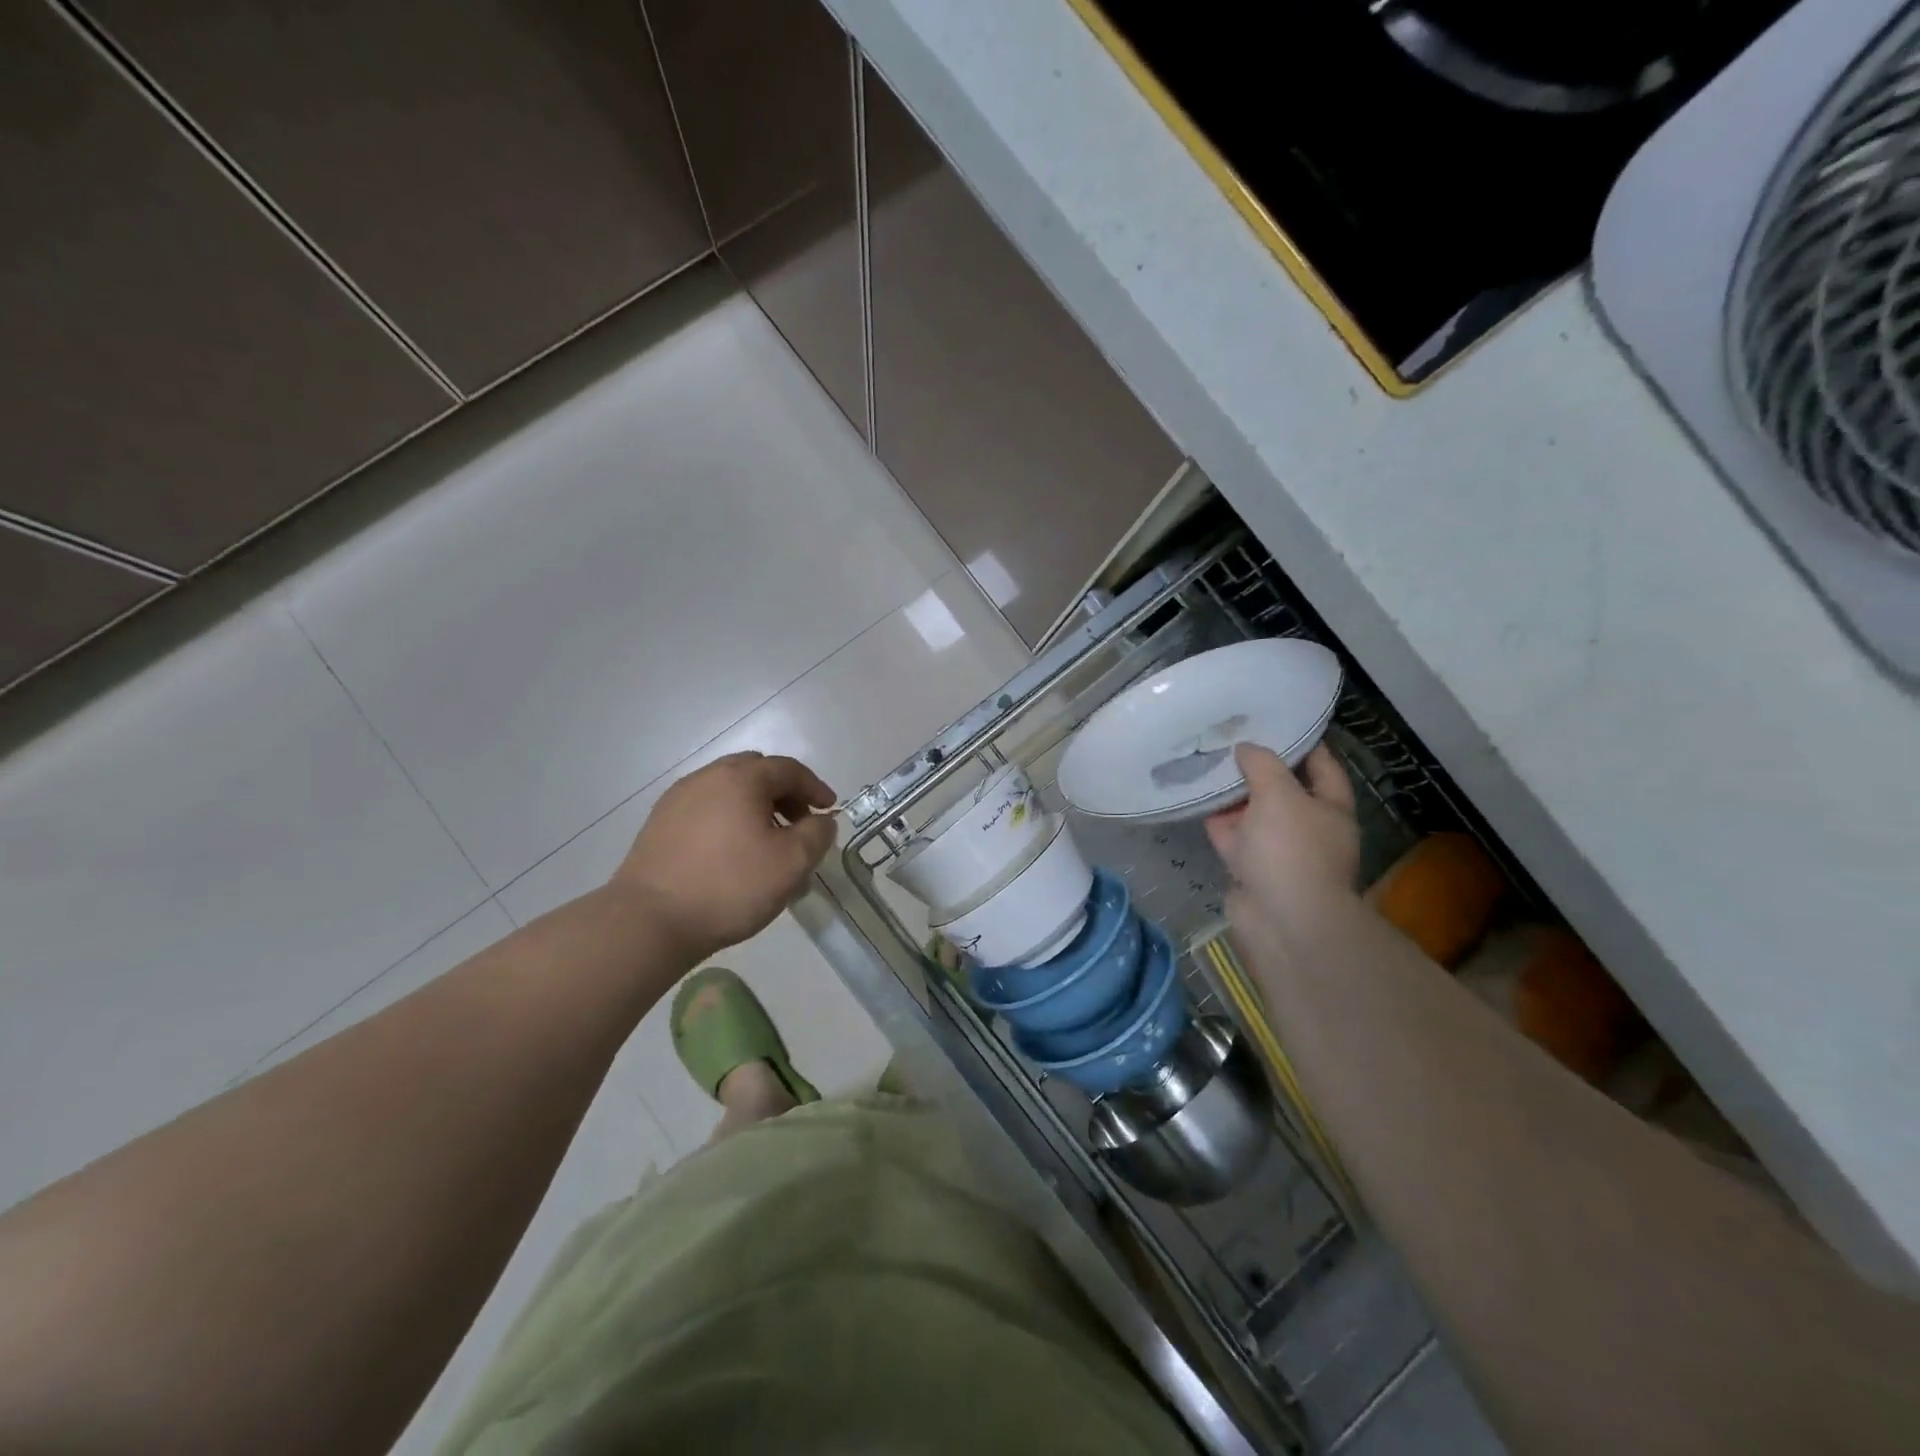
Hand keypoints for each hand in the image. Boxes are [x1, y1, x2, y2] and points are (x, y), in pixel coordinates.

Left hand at [614, 752, 836, 962]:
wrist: (650, 921)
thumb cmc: (730, 886)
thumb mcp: (792, 863)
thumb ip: (817, 834)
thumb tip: (821, 820)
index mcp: (741, 777)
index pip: (789, 769)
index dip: (815, 788)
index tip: (830, 810)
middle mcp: (707, 777)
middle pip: (756, 772)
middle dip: (784, 794)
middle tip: (799, 824)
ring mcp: (678, 799)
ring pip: (729, 791)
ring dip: (755, 807)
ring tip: (767, 843)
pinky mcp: (659, 824)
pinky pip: (706, 809)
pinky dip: (729, 820)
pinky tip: (732, 853)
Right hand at [1207, 743, 1360, 958]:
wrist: (1281, 918)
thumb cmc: (1292, 849)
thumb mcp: (1279, 793)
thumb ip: (1261, 763)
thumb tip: (1245, 748)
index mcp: (1331, 807)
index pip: (1321, 764)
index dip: (1302, 741)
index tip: (1276, 720)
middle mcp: (1308, 826)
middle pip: (1283, 788)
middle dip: (1259, 766)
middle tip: (1230, 738)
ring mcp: (1278, 849)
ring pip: (1253, 812)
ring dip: (1233, 793)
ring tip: (1206, 762)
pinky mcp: (1250, 867)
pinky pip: (1232, 835)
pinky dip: (1217, 819)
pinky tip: (1196, 797)